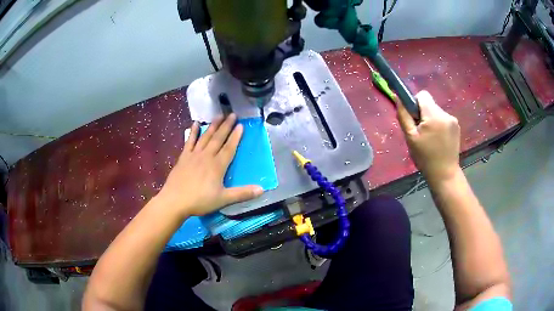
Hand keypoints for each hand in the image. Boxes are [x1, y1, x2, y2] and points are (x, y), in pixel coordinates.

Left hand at [158, 114, 263, 216]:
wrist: (175, 201)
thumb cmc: (200, 201)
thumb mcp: (223, 199)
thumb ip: (242, 193)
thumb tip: (262, 189)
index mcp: (217, 166)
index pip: (229, 148)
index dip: (236, 137)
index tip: (241, 125)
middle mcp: (206, 156)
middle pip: (218, 138)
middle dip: (226, 126)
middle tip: (232, 114)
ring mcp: (194, 155)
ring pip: (205, 137)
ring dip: (213, 126)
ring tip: (219, 115)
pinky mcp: (183, 157)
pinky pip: (189, 141)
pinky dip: (193, 132)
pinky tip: (195, 124)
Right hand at [396, 91, 460, 182]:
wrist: (444, 174)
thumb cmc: (425, 158)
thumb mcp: (410, 138)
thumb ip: (403, 116)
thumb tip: (397, 97)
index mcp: (433, 115)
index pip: (422, 95)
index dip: (415, 103)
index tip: (414, 118)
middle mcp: (445, 114)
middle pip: (429, 104)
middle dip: (423, 114)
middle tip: (421, 132)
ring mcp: (453, 120)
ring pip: (436, 111)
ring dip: (431, 120)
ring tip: (430, 138)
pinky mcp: (456, 126)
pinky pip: (443, 118)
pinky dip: (438, 125)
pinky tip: (438, 139)